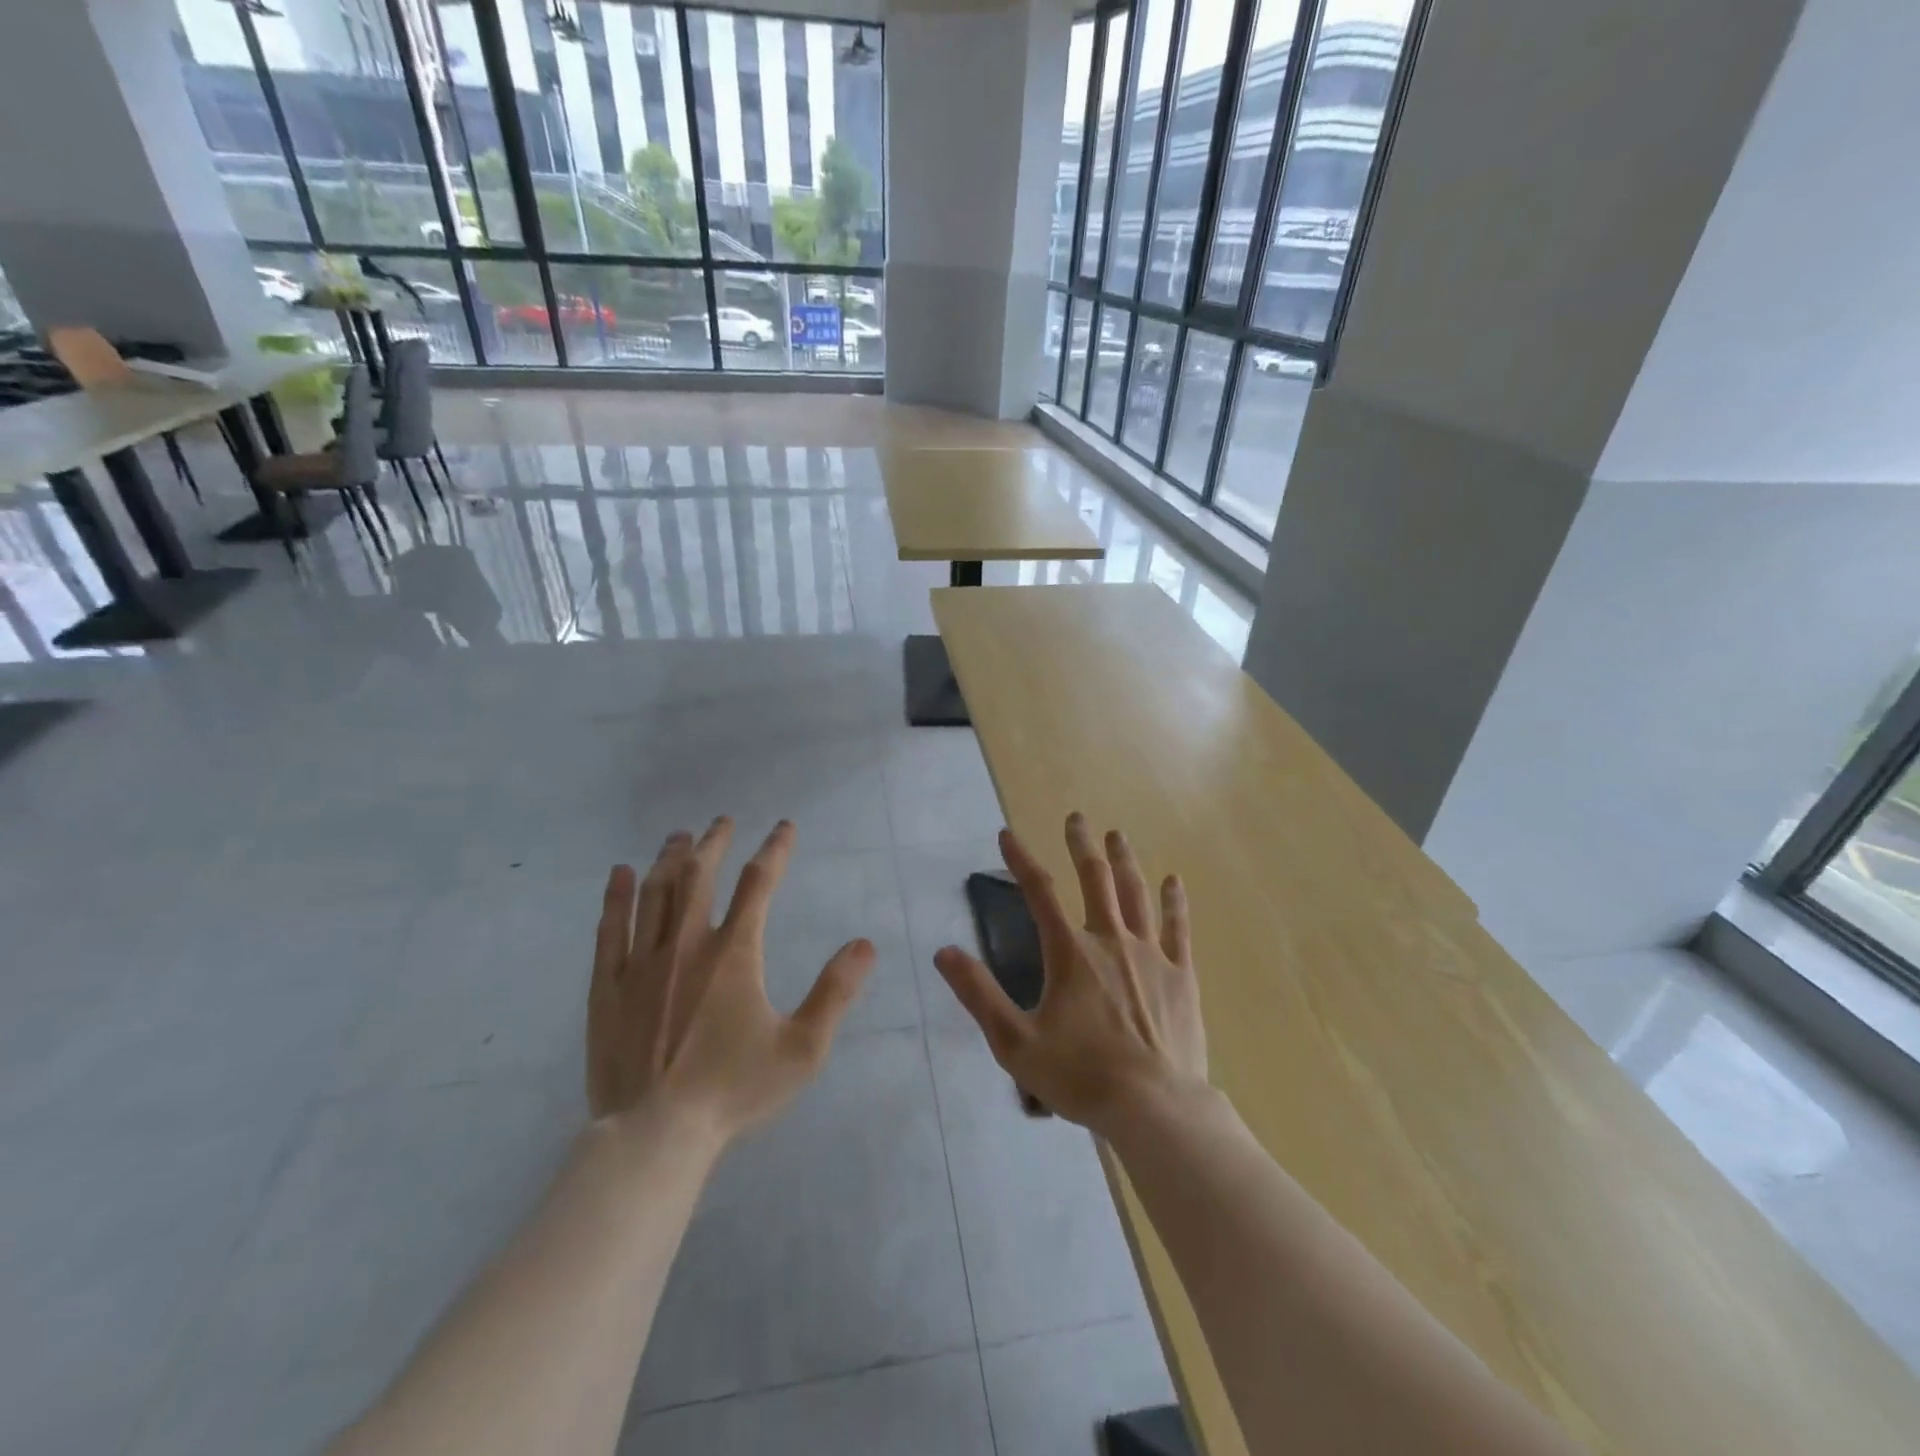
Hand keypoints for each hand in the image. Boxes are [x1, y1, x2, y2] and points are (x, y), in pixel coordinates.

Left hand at [588, 817, 873, 1140]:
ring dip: (669, 859)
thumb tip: (865, 944)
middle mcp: (686, 944)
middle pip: (699, 875)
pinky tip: (620, 874)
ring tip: (678, 836)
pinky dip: (616, 897)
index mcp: (734, 953)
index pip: (758, 883)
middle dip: (714, 843)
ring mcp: (641, 963)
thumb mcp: (802, 1048)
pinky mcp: (607, 988)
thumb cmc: (733, 1090)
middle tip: (722, 821)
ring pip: (655, 893)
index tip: (784, 827)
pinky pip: (610, 929)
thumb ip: (835, 992)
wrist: (654, 1135)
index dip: (775, 849)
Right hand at [935, 813, 1206, 1134]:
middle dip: (1082, 845)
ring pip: (1136, 895)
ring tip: (1117, 835)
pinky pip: (1178, 928)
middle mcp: (1111, 941)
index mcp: (1070, 954)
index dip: (1021, 860)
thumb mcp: (1015, 1042)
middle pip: (1095, 880)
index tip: (1007, 834)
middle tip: (1076, 818)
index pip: (1039, 893)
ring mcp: (1150, 955)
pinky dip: (1174, 902)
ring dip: (1124, 861)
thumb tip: (944, 952)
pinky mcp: (1181, 976)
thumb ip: (979, 994)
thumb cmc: (1080, 1076)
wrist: (1155, 1108)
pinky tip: (1174, 880)